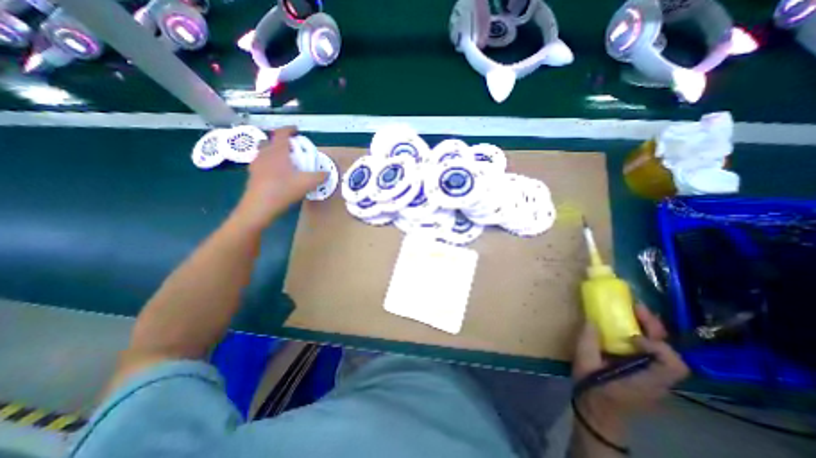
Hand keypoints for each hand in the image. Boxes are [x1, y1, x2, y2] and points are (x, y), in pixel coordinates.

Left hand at [233, 126, 325, 226]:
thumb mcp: (307, 183)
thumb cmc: (283, 190)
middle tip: (291, 149)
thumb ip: (319, 176)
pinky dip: (269, 164)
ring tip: (284, 163)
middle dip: (279, 142)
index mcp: (277, 151)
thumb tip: (327, 173)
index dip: (289, 129)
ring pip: (263, 153)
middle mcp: (264, 154)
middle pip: (269, 141)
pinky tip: (277, 175)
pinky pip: (261, 164)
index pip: (281, 133)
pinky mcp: (252, 175)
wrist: (259, 207)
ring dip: (273, 153)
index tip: (297, 130)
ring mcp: (256, 164)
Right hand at [573, 306, 685, 427]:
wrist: (598, 411)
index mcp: (645, 380)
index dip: (656, 346)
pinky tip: (627, 328)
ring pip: (663, 350)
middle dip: (654, 327)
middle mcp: (657, 379)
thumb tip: (591, 320)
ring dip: (649, 329)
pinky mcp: (647, 372)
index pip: (672, 365)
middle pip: (670, 352)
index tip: (631, 336)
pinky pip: (652, 352)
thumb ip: (587, 342)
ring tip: (633, 312)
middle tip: (636, 307)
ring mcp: (655, 377)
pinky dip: (643, 337)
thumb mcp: (584, 364)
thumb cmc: (592, 389)